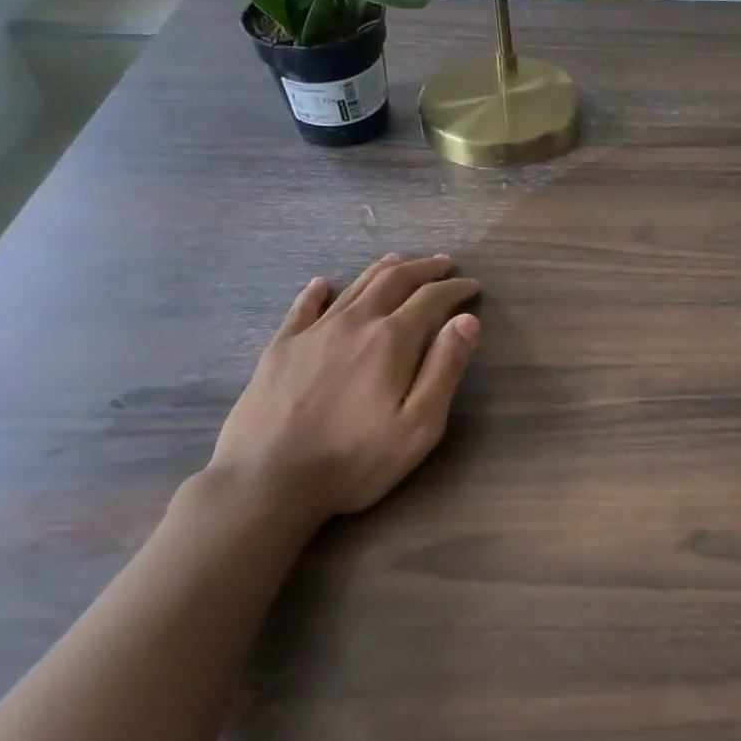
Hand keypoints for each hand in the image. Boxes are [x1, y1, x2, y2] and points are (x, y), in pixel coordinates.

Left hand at [209, 253, 480, 527]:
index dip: (455, 289)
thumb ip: (445, 368)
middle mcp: (354, 323)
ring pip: (354, 287)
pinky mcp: (281, 348)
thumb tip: (466, 321)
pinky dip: (318, 291)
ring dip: (382, 270)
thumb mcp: (419, 425)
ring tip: (400, 260)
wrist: (267, 480)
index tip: (473, 284)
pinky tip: (323, 284)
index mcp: (391, 340)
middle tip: (443, 263)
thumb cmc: (355, 459)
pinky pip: (303, 307)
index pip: (431, 299)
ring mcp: (313, 332)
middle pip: (393, 281)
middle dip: (423, 269)